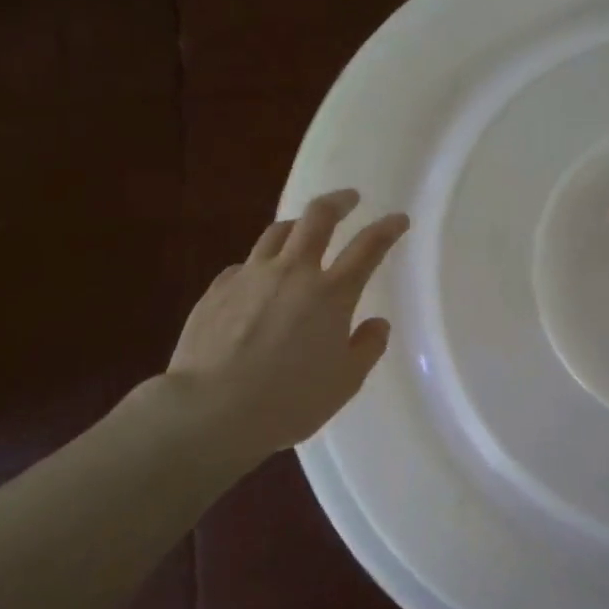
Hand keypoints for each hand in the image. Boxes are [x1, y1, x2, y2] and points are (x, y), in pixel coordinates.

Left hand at [165, 188, 409, 460]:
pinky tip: (258, 282)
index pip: (368, 247)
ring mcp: (251, 276)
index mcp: (331, 294)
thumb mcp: (344, 383)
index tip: (398, 219)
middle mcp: (293, 272)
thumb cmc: (289, 400)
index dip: (387, 228)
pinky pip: (245, 265)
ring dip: (296, 225)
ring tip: (302, 230)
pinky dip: (260, 265)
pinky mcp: (217, 289)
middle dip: (338, 201)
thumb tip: (376, 324)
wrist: (210, 410)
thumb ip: (366, 348)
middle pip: (317, 218)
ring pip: (277, 232)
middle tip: (349, 198)